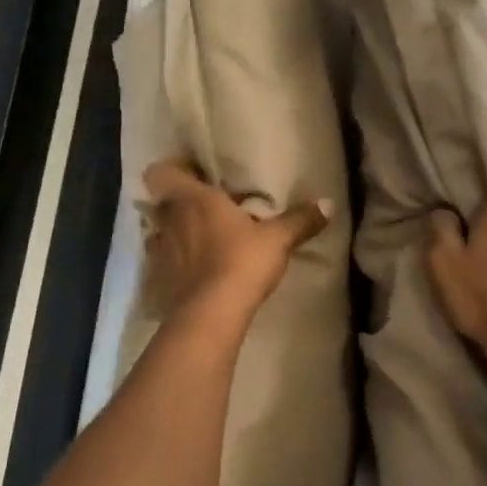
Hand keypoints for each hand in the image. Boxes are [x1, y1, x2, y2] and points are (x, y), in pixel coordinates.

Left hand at [142, 160, 329, 327]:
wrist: (211, 314)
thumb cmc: (242, 262)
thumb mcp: (278, 239)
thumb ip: (300, 220)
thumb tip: (328, 203)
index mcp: (194, 199)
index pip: (161, 173)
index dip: (173, 171)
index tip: (195, 176)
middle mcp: (170, 220)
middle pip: (163, 202)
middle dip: (181, 205)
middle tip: (207, 210)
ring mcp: (159, 252)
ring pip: (160, 233)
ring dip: (176, 235)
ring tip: (200, 243)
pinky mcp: (158, 281)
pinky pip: (161, 265)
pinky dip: (174, 266)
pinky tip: (193, 275)